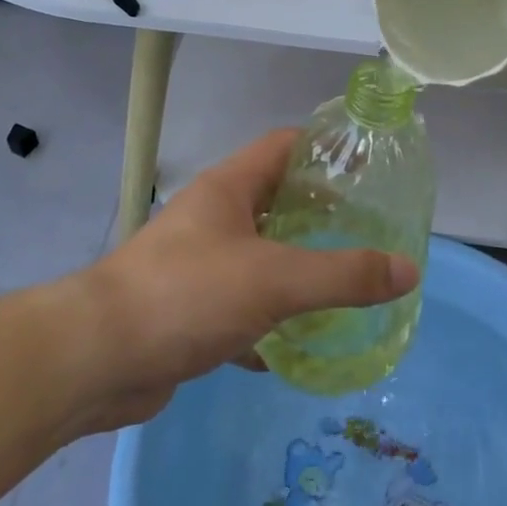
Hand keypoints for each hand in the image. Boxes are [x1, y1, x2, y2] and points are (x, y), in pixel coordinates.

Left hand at [62, 130, 419, 430]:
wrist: (97, 359)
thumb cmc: (187, 295)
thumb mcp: (275, 280)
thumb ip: (344, 275)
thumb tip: (409, 269)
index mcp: (229, 189)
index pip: (284, 146)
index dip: (326, 149)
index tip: (371, 168)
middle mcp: (213, 218)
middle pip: (277, 201)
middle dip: (322, 215)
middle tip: (372, 233)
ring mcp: (199, 265)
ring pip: (261, 256)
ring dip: (299, 269)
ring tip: (348, 284)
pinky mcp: (190, 310)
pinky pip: (243, 305)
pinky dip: (272, 319)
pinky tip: (301, 342)